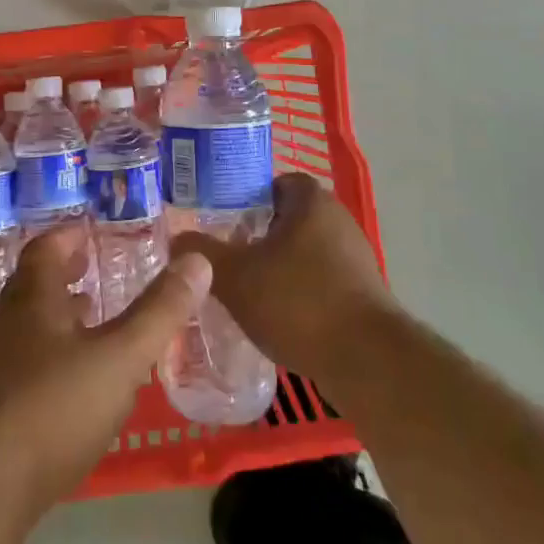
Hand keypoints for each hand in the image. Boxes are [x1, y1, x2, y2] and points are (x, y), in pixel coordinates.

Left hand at [0, 223, 211, 514]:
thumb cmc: (52, 408)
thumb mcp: (120, 357)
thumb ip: (159, 312)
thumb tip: (198, 260)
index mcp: (33, 299)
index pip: (45, 250)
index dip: (67, 237)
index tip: (89, 234)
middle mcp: (9, 325)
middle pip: (35, 287)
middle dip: (65, 276)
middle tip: (94, 272)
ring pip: (31, 328)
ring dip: (60, 318)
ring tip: (91, 320)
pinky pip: (28, 365)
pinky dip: (54, 357)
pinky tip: (76, 384)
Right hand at [172, 173, 394, 381]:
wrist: (366, 361)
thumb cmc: (298, 302)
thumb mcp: (235, 276)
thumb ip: (202, 253)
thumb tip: (176, 238)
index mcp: (311, 201)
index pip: (274, 182)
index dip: (245, 197)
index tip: (221, 221)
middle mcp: (338, 219)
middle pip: (288, 217)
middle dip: (257, 235)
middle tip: (226, 255)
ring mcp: (355, 256)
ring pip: (304, 250)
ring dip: (278, 265)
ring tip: (246, 289)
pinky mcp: (363, 292)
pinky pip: (321, 279)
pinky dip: (299, 291)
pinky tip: (277, 316)